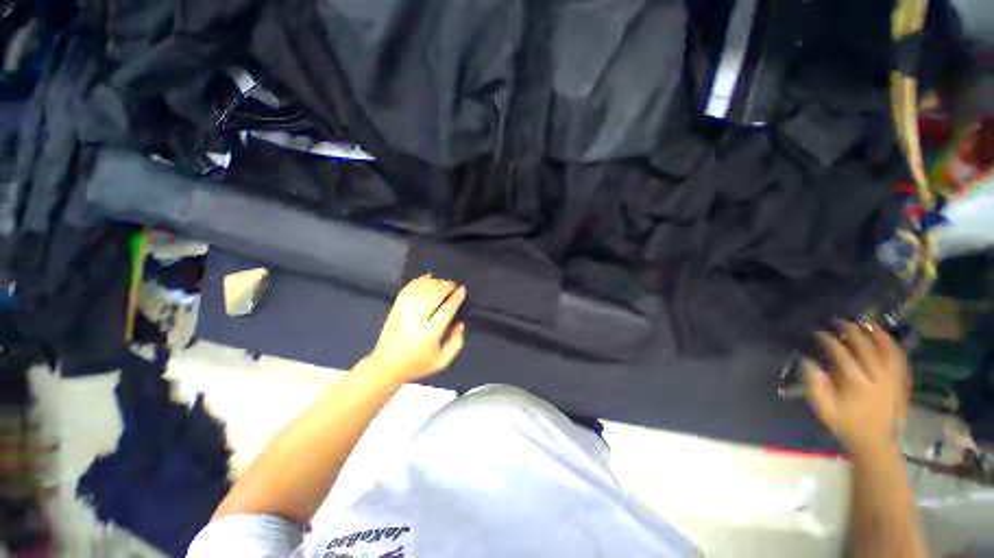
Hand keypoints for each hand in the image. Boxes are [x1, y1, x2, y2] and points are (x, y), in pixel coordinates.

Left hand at [365, 275, 466, 382]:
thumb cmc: (417, 365)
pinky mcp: (395, 309)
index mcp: (429, 335)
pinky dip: (418, 281)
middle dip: (445, 286)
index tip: (462, 289)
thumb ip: (456, 343)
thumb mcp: (442, 361)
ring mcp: (403, 313)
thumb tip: (460, 323)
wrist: (386, 367)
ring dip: (434, 282)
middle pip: (433, 296)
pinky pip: (407, 290)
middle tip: (454, 285)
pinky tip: (427, 277)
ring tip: (443, 282)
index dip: (455, 298)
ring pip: (420, 290)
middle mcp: (415, 321)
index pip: (445, 310)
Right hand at [803, 321, 910, 454]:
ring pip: (886, 350)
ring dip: (874, 334)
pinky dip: (892, 346)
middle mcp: (876, 378)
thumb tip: (807, 361)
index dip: (828, 340)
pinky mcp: (900, 383)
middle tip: (838, 321)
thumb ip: (815, 385)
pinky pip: (899, 359)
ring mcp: (892, 380)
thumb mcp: (824, 409)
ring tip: (864, 323)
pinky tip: (886, 338)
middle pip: (865, 348)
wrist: (875, 443)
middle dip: (850, 331)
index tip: (818, 332)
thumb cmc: (846, 425)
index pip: (841, 354)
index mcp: (855, 384)